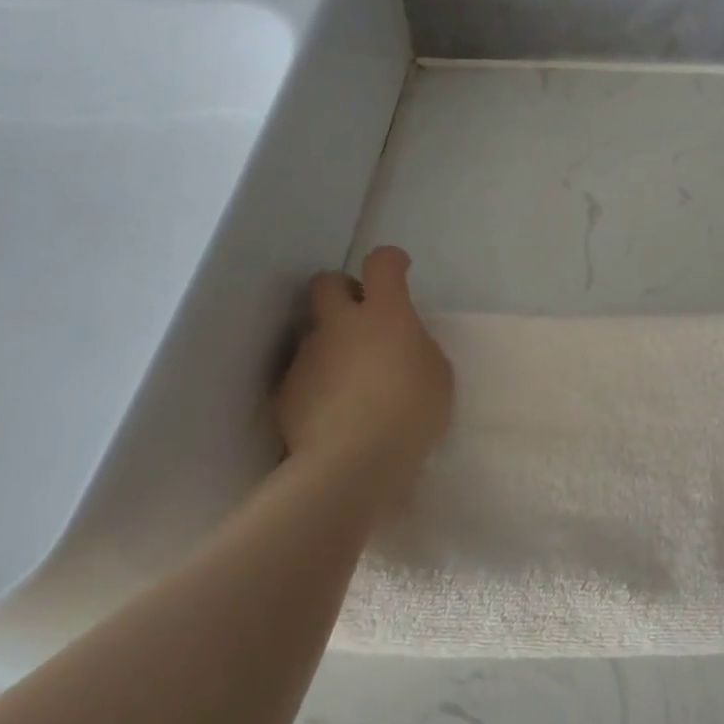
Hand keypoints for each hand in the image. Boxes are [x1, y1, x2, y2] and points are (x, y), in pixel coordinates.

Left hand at [275, 247, 453, 485]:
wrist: (352, 463)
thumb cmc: (411, 413)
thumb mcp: (438, 374)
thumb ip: (417, 347)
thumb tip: (400, 344)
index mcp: (384, 314)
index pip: (381, 263)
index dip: (391, 261)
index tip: (399, 270)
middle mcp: (339, 324)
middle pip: (327, 283)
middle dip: (343, 290)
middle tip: (362, 316)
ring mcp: (307, 356)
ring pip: (313, 331)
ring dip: (331, 342)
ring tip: (351, 377)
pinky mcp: (286, 390)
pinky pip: (303, 372)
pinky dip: (317, 381)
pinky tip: (333, 409)